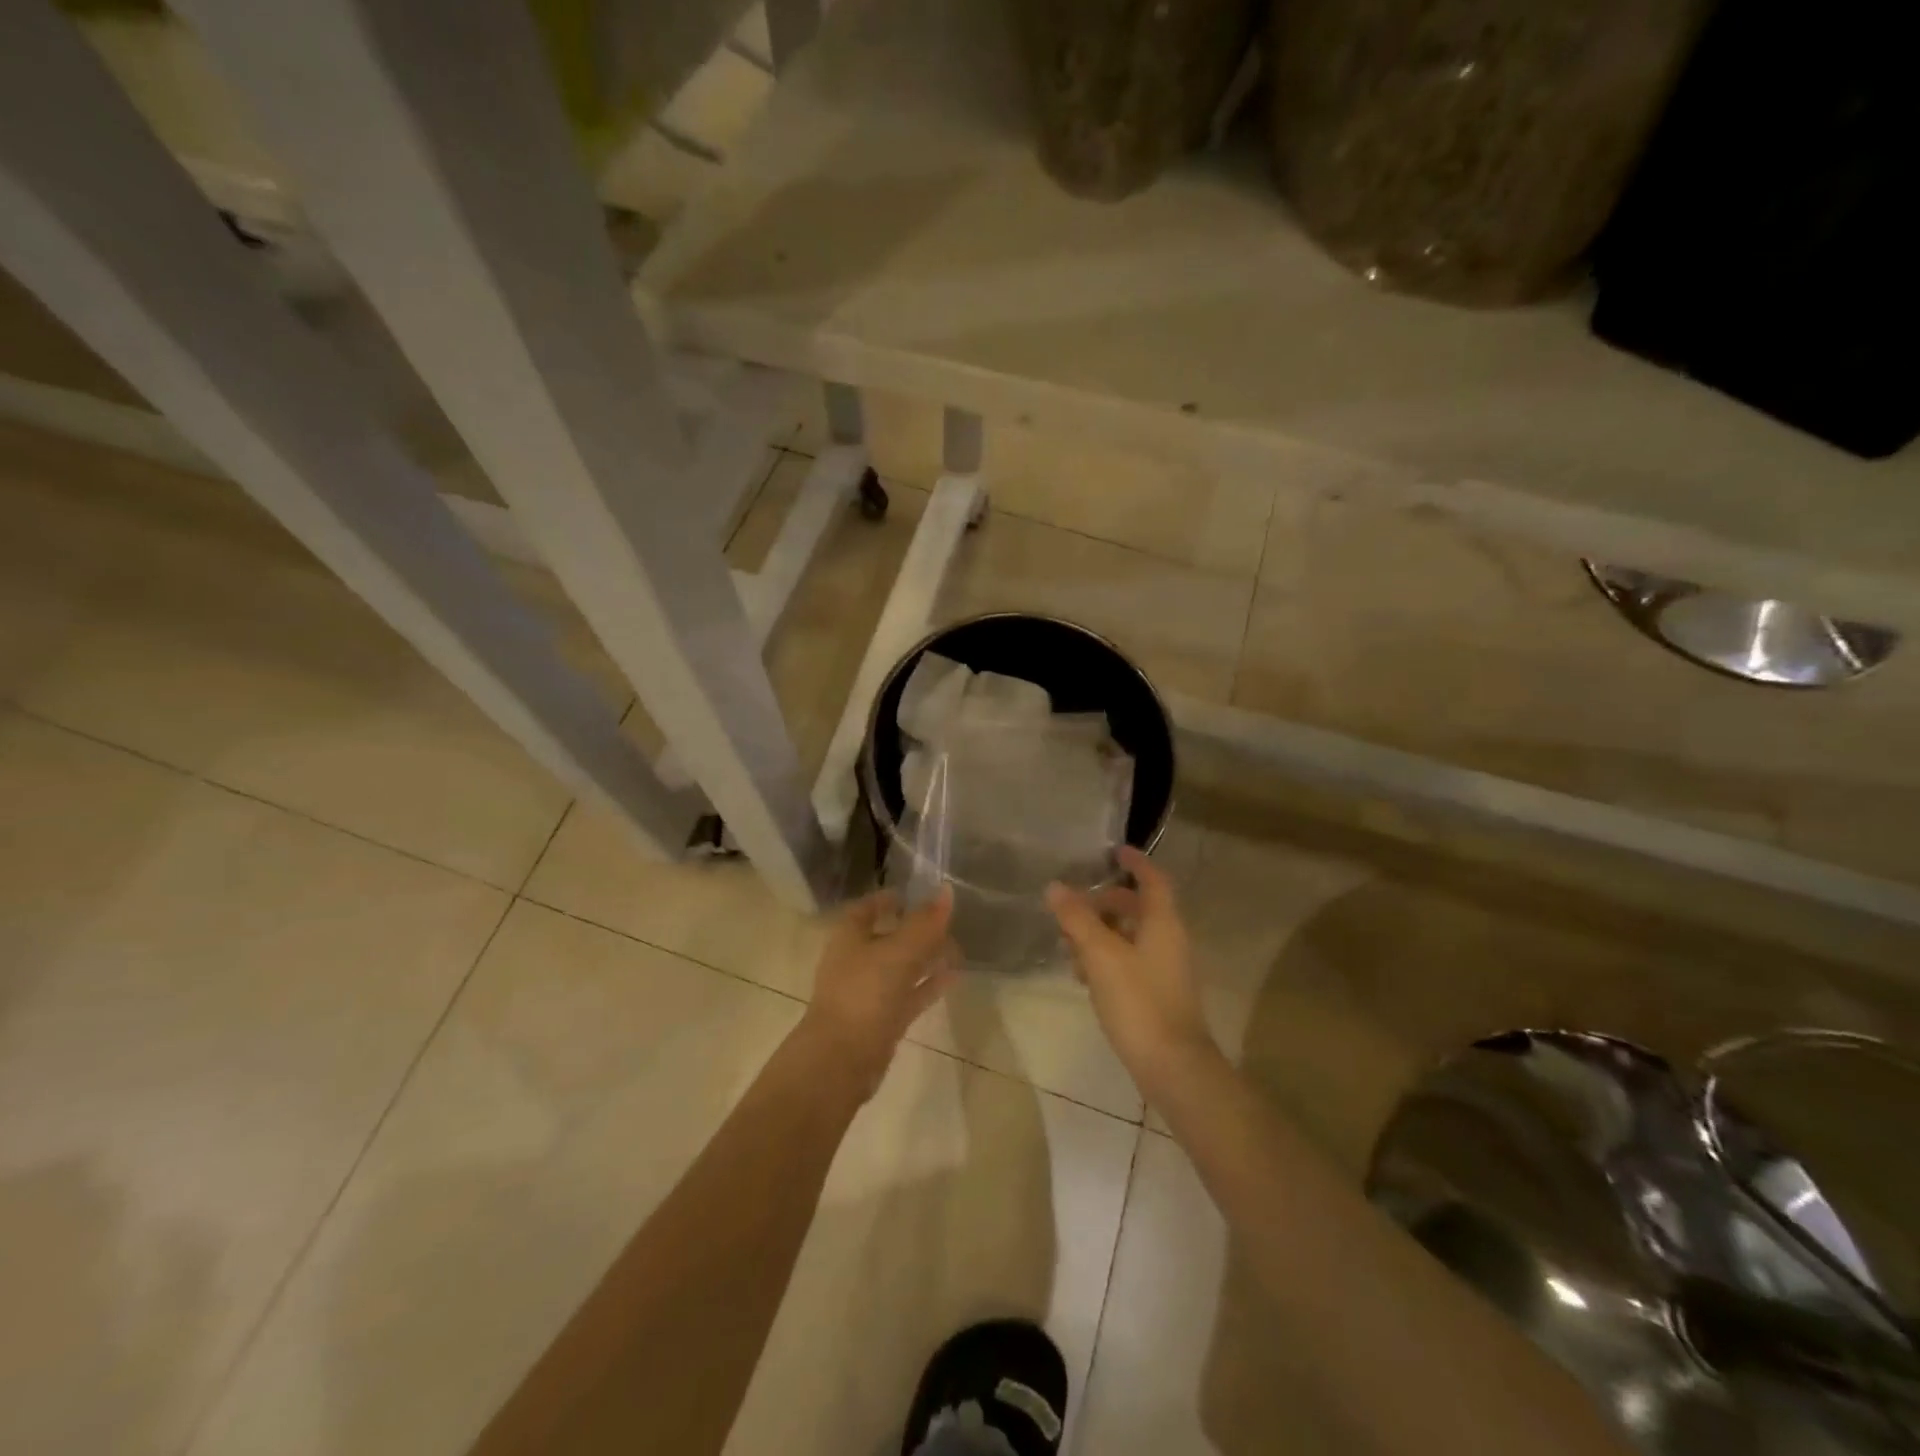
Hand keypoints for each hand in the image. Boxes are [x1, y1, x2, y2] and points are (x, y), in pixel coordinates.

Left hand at [798, 887, 958, 1098]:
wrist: (842, 1059)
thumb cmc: (865, 992)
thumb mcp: (899, 951)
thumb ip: (925, 923)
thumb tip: (947, 890)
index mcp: (849, 936)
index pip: (868, 908)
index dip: (890, 899)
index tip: (918, 894)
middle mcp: (856, 960)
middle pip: (889, 937)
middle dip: (917, 929)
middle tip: (949, 922)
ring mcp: (869, 992)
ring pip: (902, 967)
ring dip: (928, 957)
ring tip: (959, 948)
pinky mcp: (883, 1019)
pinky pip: (910, 994)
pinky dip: (930, 984)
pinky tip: (955, 976)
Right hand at [1047, 847, 1216, 1087]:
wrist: (1172, 1066)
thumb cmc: (1139, 1001)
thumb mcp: (1101, 955)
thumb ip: (1077, 919)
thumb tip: (1055, 887)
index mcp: (1163, 922)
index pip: (1152, 879)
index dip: (1135, 862)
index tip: (1112, 850)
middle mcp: (1168, 939)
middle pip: (1137, 908)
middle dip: (1105, 902)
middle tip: (1073, 903)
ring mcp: (1164, 968)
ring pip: (1130, 936)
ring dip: (1100, 932)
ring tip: (1067, 942)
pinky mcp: (1156, 993)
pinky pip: (1128, 961)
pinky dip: (1106, 958)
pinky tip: (1081, 975)